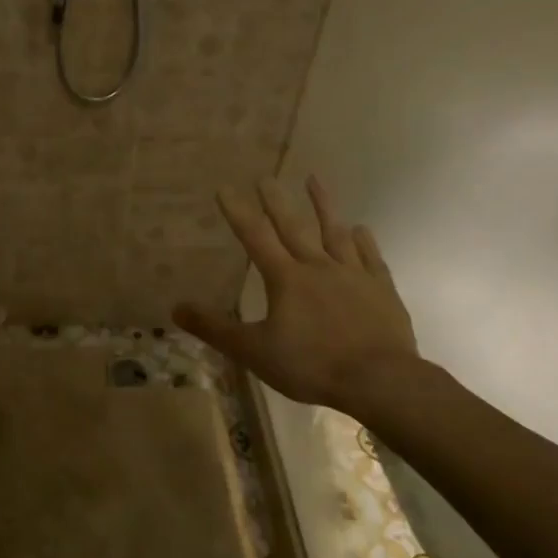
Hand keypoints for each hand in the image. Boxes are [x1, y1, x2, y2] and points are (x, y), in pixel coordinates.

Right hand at [173, 175, 420, 411]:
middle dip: (276, 202)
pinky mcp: (381, 289)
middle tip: (267, 177)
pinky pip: (371, 257)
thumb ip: (215, 329)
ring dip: (324, 206)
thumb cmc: (311, 365)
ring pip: (336, 233)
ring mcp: (353, 275)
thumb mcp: (254, 352)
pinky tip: (361, 229)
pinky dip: (364, 241)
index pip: (255, 237)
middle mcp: (318, 267)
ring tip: (314, 180)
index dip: (238, 212)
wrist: (379, 380)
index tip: (225, 188)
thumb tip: (176, 308)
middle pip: (294, 227)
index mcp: (286, 279)